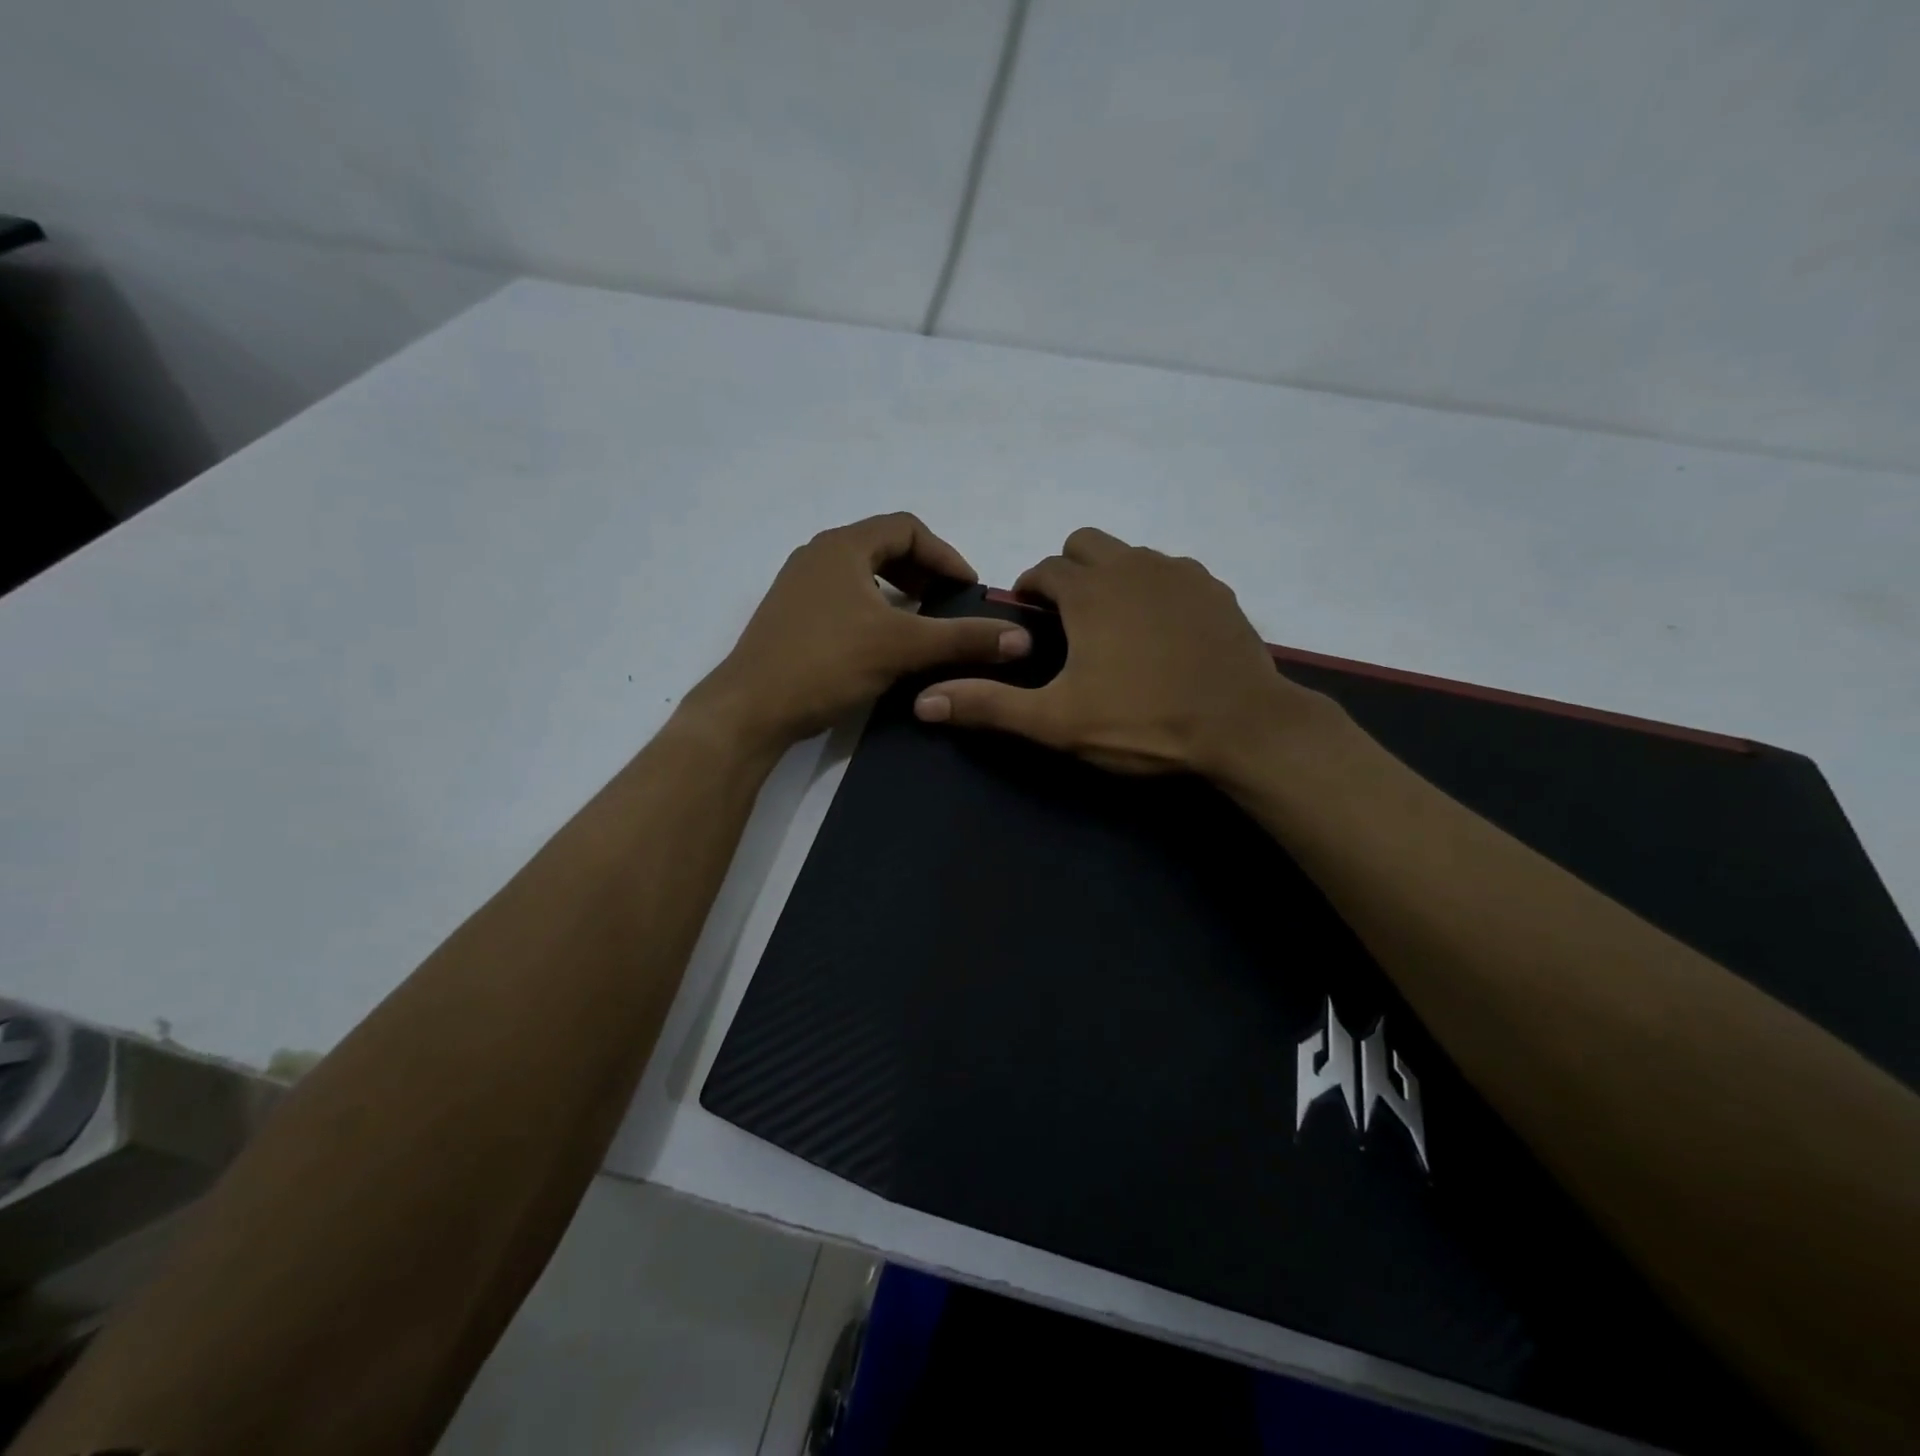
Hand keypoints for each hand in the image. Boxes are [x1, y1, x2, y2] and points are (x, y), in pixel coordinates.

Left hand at [685, 513, 1030, 753]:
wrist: (751, 708)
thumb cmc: (826, 664)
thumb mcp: (902, 648)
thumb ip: (963, 639)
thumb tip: (1020, 638)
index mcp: (842, 546)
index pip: (906, 528)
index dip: (945, 554)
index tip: (968, 589)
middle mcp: (817, 555)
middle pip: (882, 546)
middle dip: (922, 571)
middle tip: (948, 602)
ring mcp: (798, 585)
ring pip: (861, 573)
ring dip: (897, 590)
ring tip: (920, 620)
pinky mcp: (790, 615)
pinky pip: (842, 596)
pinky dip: (872, 607)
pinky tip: (881, 642)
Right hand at [913, 528, 1327, 777]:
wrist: (1243, 727)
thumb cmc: (1142, 722)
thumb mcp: (1056, 721)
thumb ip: (989, 706)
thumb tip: (924, 701)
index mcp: (1089, 590)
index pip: (1043, 569)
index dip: (1029, 590)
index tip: (1029, 619)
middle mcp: (1133, 565)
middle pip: (1086, 544)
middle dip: (1069, 572)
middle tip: (1070, 622)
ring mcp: (1180, 573)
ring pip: (1131, 555)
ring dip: (1112, 577)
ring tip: (1115, 628)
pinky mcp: (1216, 590)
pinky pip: (1172, 572)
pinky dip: (1155, 589)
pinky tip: (1162, 631)